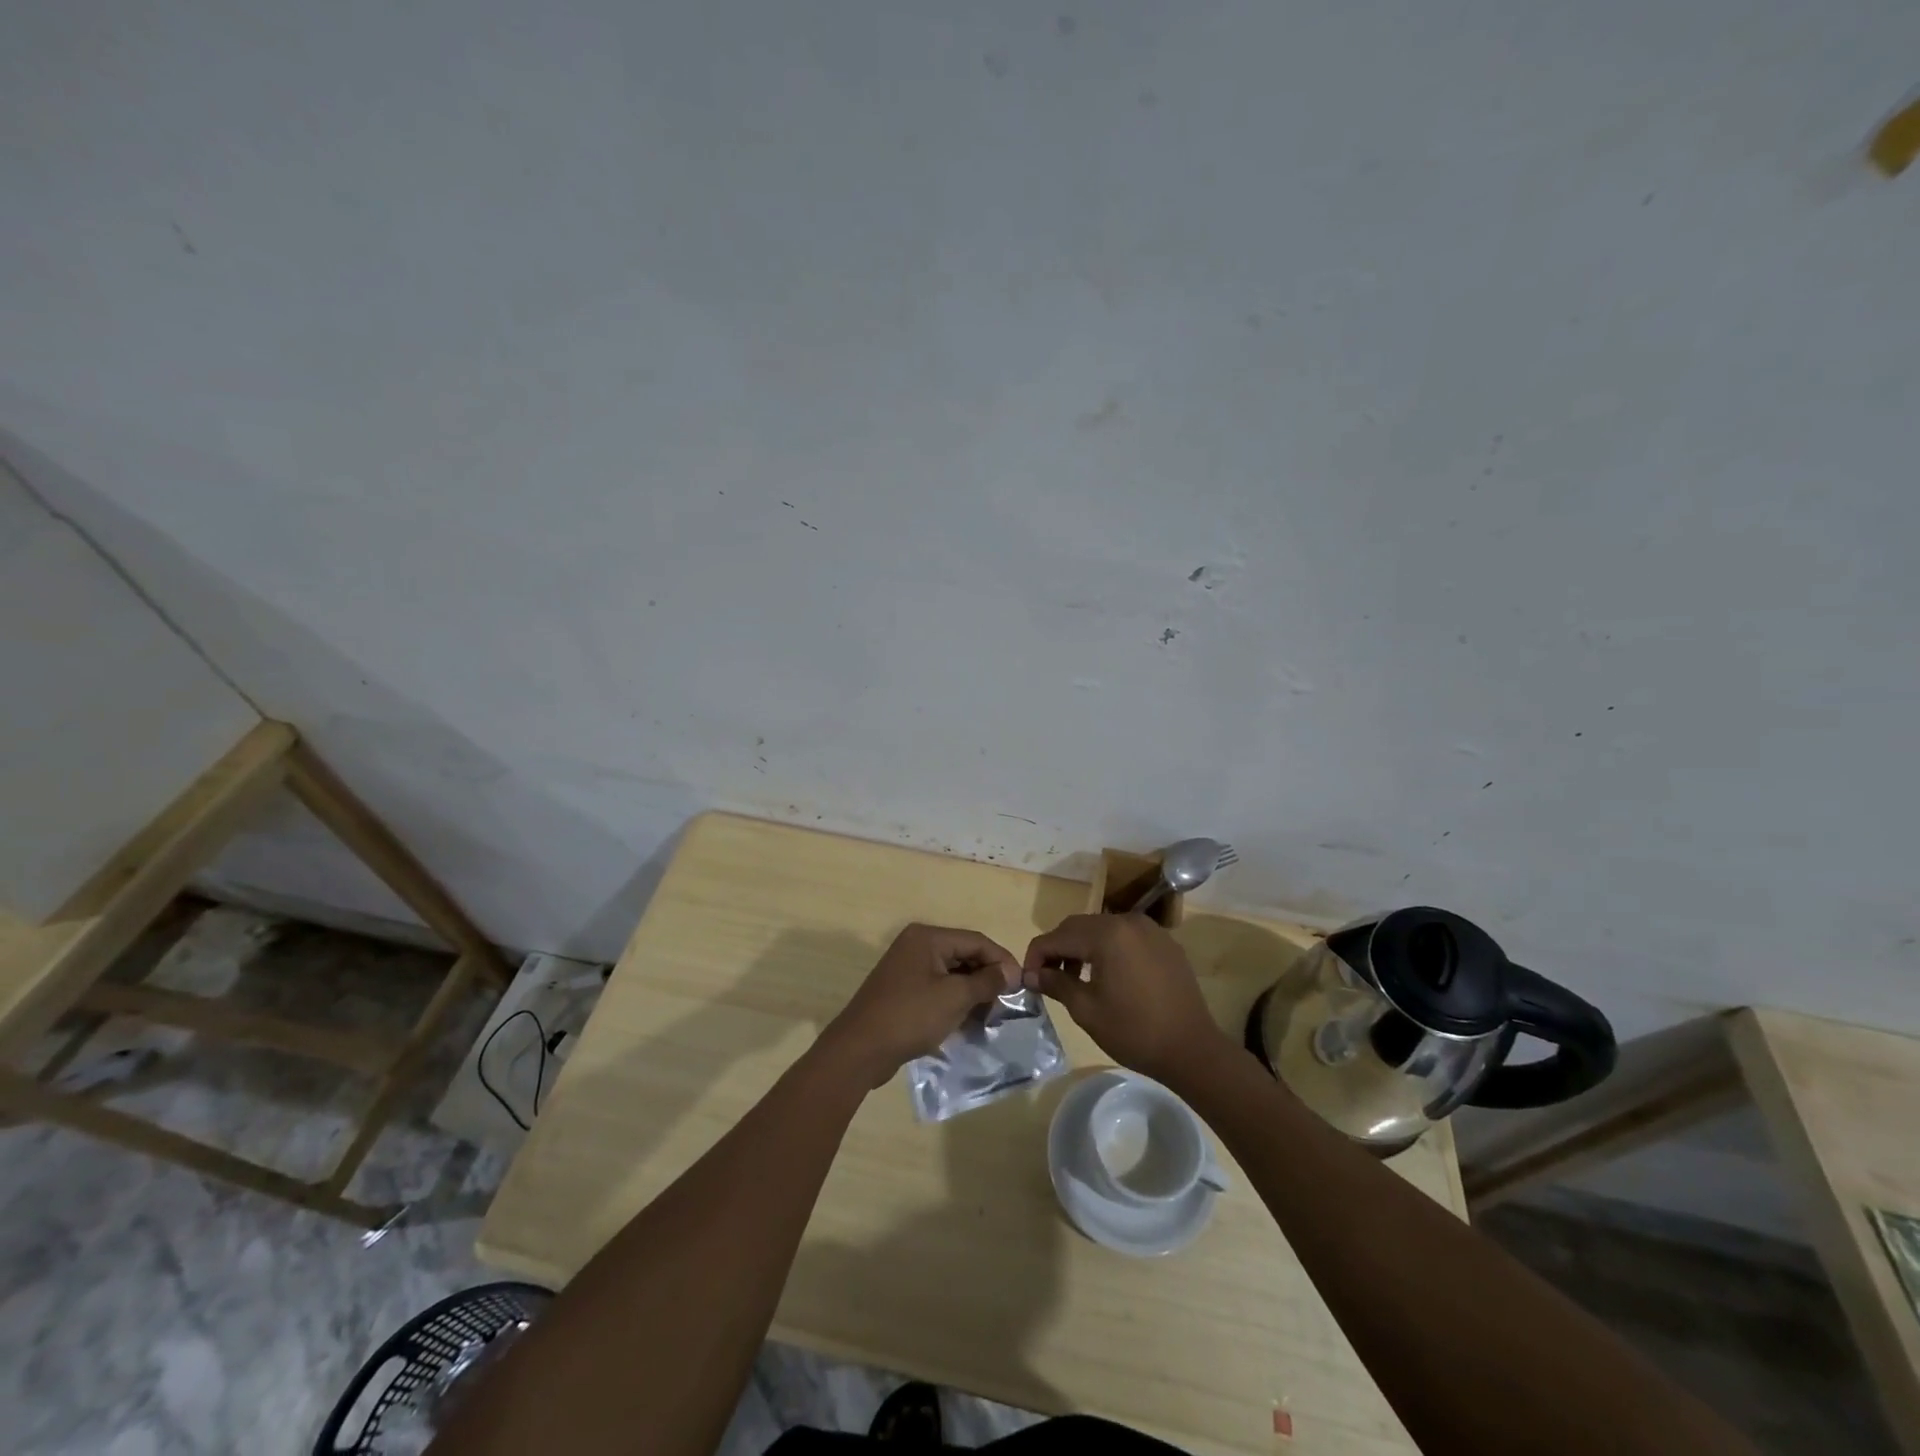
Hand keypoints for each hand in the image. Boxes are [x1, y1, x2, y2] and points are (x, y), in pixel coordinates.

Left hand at [820, 924, 1021, 1086]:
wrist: (859, 1050)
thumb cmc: (910, 1016)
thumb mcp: (954, 998)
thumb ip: (986, 981)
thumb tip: (1010, 971)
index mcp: (927, 938)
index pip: (976, 941)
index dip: (1001, 961)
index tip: (1023, 984)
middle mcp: (916, 946)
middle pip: (964, 955)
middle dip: (987, 977)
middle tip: (1009, 1002)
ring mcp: (907, 969)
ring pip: (952, 974)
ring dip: (973, 992)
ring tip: (992, 1015)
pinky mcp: (903, 992)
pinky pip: (938, 989)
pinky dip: (955, 1002)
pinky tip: (969, 1021)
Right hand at [1023, 914, 1229, 1085]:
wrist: (1192, 1049)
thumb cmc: (1135, 1031)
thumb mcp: (1087, 1010)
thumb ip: (1056, 985)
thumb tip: (1032, 975)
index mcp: (1107, 935)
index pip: (1058, 936)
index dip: (1036, 955)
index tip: (1027, 979)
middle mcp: (1127, 921)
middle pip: (1079, 926)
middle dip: (1058, 948)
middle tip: (1047, 978)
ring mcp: (1149, 929)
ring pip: (1102, 929)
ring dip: (1082, 948)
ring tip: (1074, 978)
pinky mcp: (1164, 942)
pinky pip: (1125, 937)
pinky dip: (1107, 949)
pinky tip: (1106, 976)